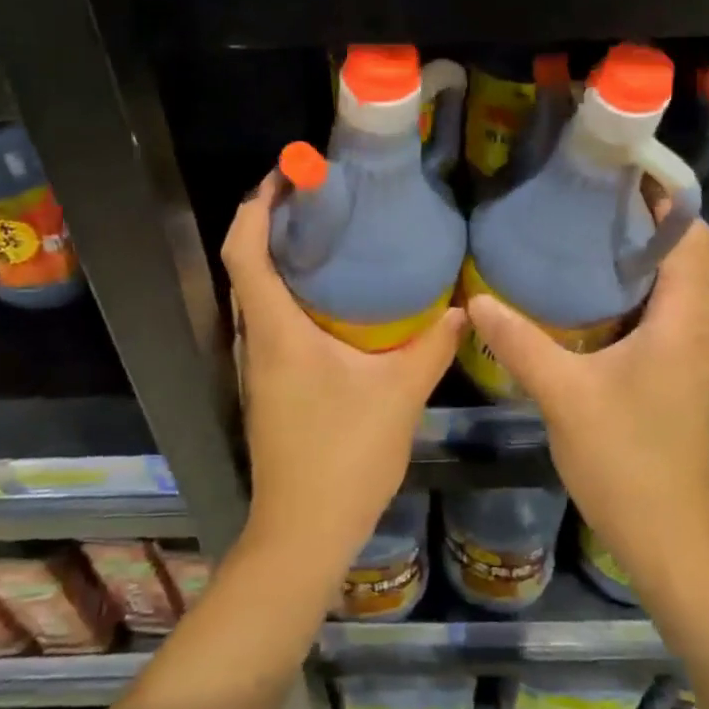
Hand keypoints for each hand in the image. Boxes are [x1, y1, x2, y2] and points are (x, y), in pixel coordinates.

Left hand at [221, 171, 465, 582]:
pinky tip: (336, 301)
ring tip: (332, 237)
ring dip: (282, 260)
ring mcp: (258, 367)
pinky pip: (272, 322)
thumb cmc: (343, 457)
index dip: (256, 207)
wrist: (303, 532)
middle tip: (321, 199)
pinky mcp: (269, 386)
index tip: (285, 176)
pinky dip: (293, 295)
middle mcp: (256, 341)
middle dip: (272, 224)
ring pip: (258, 296)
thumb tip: (463, 309)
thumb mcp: (398, 396)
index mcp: (276, 332)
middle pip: (246, 267)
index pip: (245, 252)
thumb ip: (432, 347)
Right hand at [465, 219, 708, 573]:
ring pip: (674, 291)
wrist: (666, 536)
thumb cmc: (623, 459)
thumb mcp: (563, 395)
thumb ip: (520, 343)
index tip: (623, 177)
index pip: (691, 238)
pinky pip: (666, 319)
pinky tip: (592, 307)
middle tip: (587, 206)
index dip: (666, 201)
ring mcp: (696, 359)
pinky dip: (637, 300)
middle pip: (683, 259)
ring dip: (638, 265)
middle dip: (642, 228)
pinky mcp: (684, 380)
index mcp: (683, 322)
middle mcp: (700, 332)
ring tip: (584, 244)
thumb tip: (478, 300)